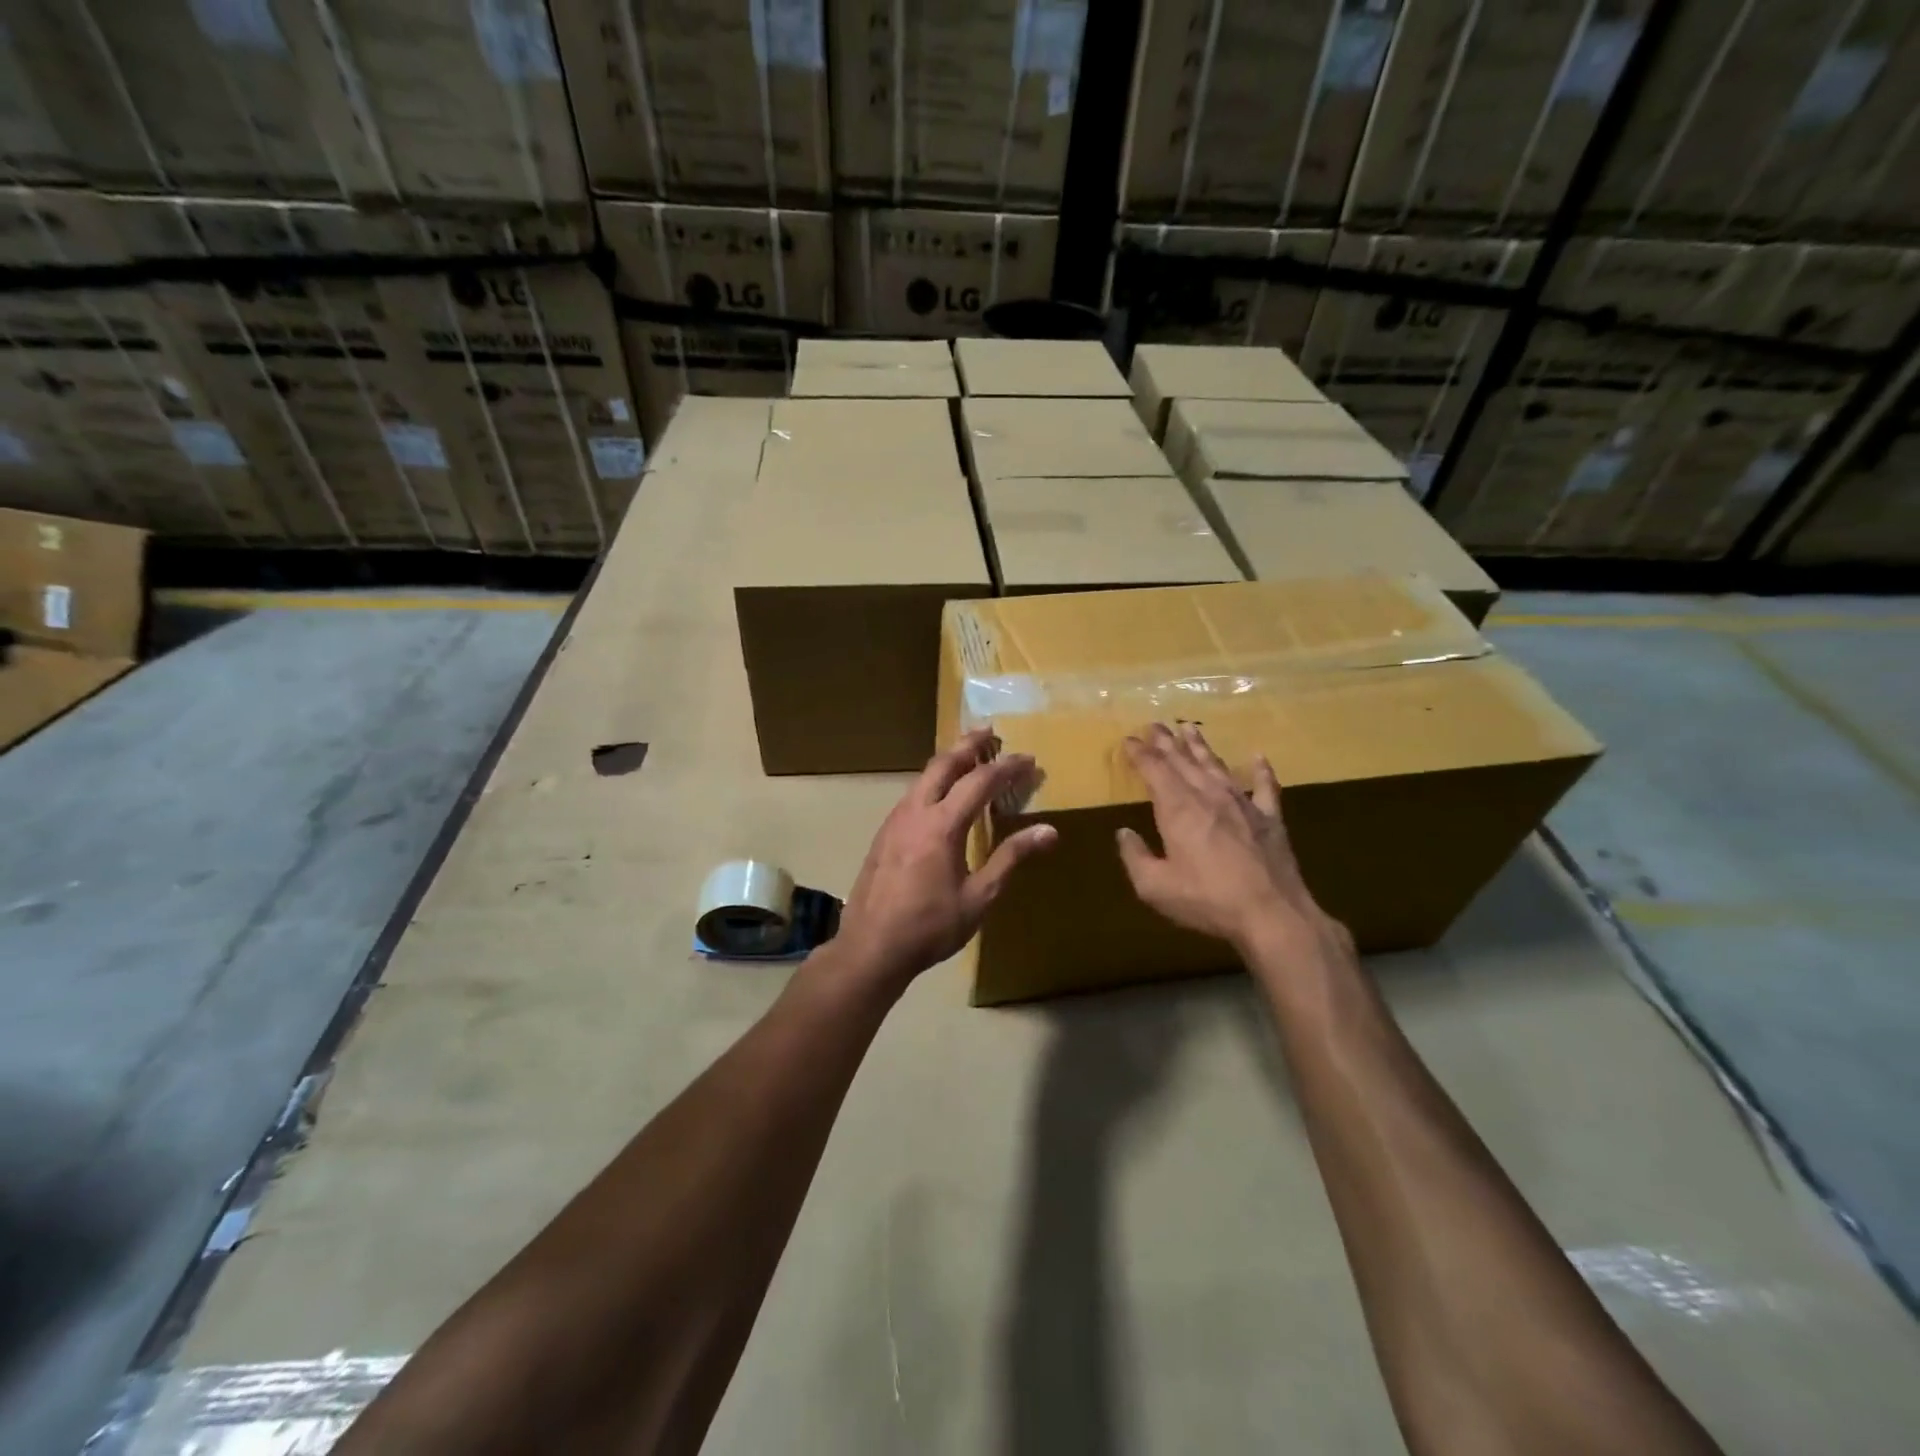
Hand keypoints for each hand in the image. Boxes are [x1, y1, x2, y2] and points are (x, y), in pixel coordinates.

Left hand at [833, 729, 1057, 991]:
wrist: (870, 947)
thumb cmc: (930, 926)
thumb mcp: (979, 896)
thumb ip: (1011, 858)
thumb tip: (1049, 831)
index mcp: (942, 825)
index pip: (980, 781)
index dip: (1007, 768)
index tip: (1029, 760)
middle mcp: (915, 811)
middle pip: (944, 764)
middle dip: (969, 744)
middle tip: (991, 732)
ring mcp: (895, 821)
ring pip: (924, 776)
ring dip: (949, 761)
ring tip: (969, 756)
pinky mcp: (884, 833)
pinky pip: (913, 794)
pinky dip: (933, 781)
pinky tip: (941, 794)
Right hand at [1116, 722, 1349, 959]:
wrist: (1271, 913)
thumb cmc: (1207, 899)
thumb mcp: (1155, 887)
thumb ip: (1134, 857)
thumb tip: (1123, 833)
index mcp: (1177, 808)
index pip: (1154, 770)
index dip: (1140, 753)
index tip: (1130, 739)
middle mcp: (1208, 796)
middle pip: (1183, 761)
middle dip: (1166, 742)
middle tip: (1155, 724)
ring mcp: (1242, 804)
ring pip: (1217, 766)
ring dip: (1201, 746)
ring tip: (1189, 729)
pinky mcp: (1269, 818)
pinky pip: (1265, 786)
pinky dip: (1261, 770)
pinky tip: (1258, 757)